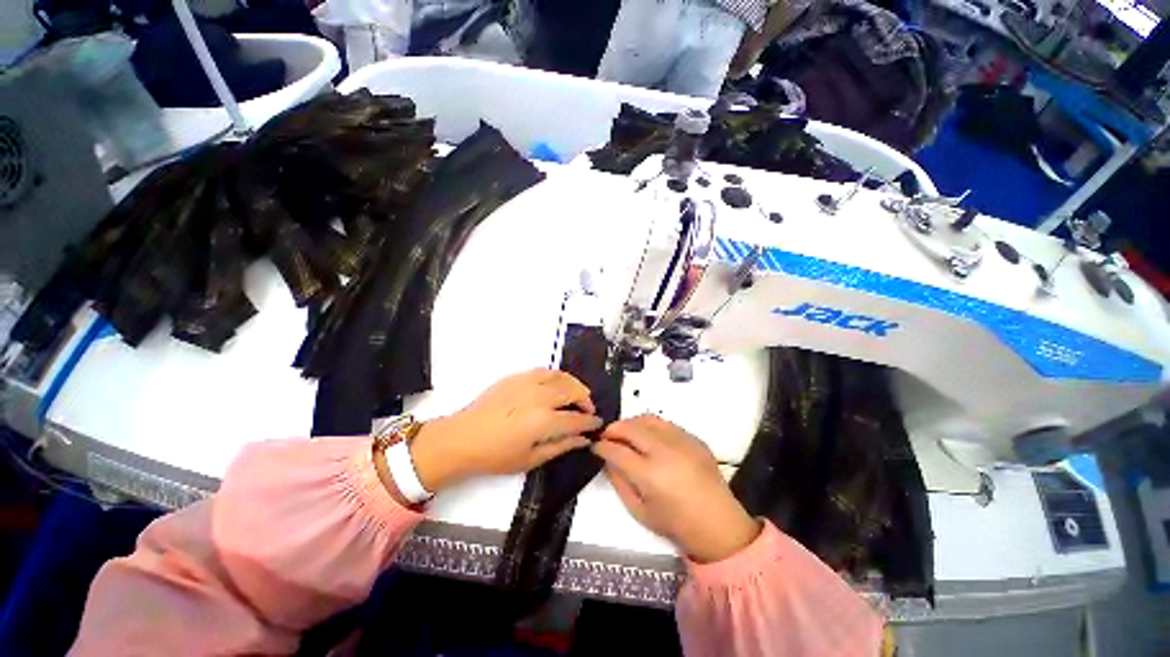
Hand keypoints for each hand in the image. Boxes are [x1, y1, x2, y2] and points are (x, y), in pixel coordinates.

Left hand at [409, 369, 602, 491]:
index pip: (577, 418)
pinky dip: (556, 376)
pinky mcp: (517, 376)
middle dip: (585, 399)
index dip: (590, 421)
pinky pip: (544, 371)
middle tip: (587, 409)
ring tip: (576, 394)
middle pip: (573, 391)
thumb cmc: (496, 456)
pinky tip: (557, 385)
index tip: (597, 423)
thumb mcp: (531, 459)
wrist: (463, 438)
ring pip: (561, 376)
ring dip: (574, 384)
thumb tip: (584, 439)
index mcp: (544, 421)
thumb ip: (561, 446)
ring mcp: (528, 383)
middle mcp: (540, 397)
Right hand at [592, 415, 760, 562]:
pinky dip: (651, 426)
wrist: (718, 524)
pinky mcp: (694, 438)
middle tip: (607, 435)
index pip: (617, 451)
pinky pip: (666, 424)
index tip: (596, 446)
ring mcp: (682, 442)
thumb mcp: (639, 511)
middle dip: (614, 429)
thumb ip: (619, 482)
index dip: (602, 446)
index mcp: (650, 475)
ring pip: (648, 419)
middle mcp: (665, 452)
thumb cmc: (676, 523)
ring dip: (631, 423)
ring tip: (626, 433)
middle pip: (631, 428)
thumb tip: (607, 460)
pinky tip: (648, 437)